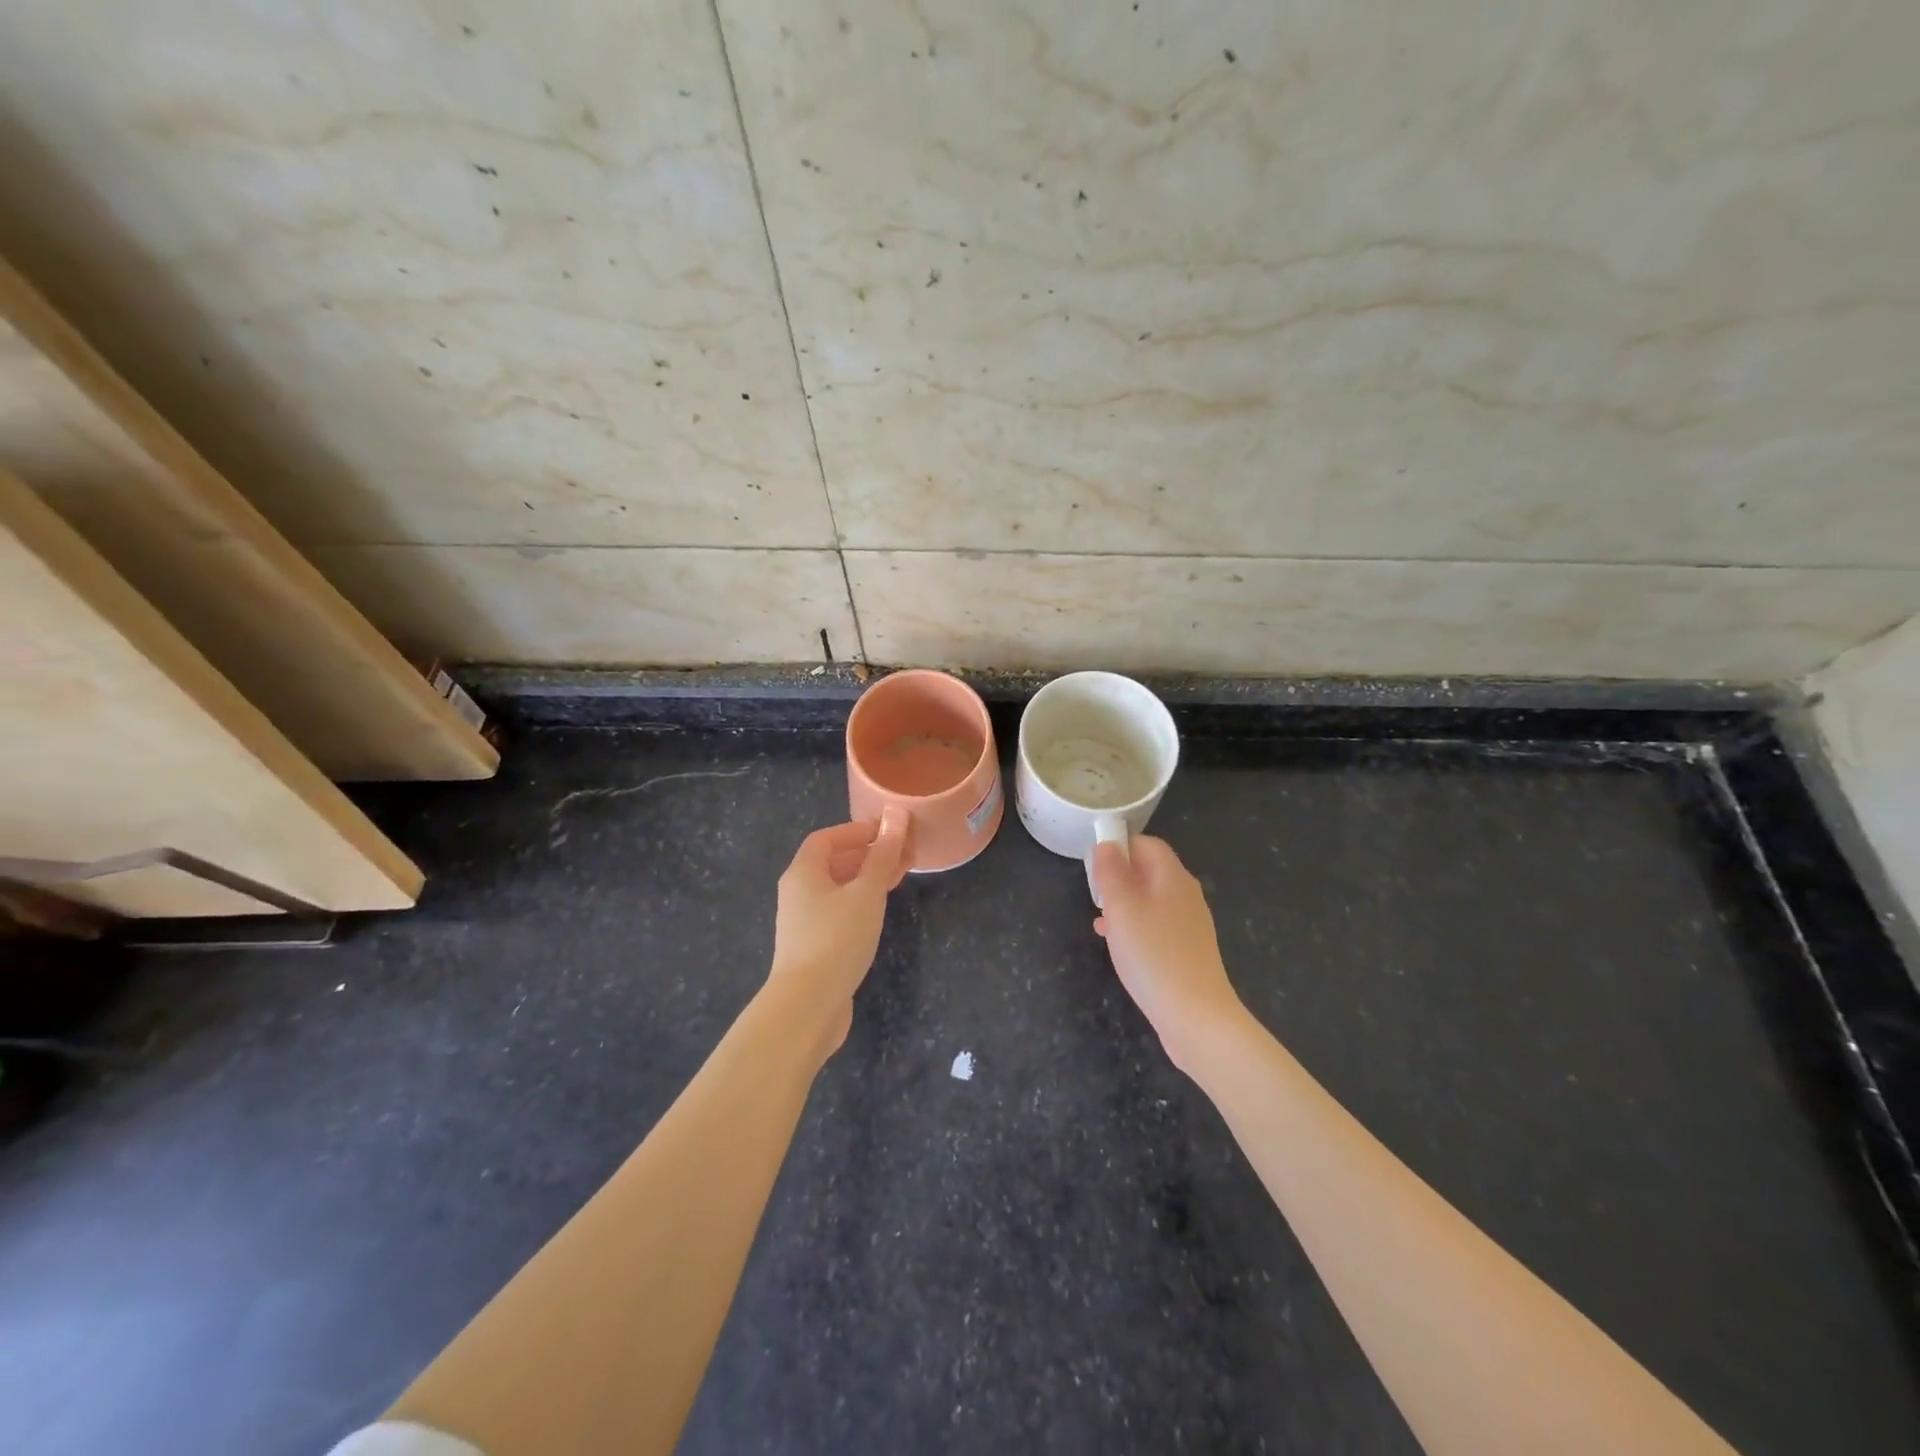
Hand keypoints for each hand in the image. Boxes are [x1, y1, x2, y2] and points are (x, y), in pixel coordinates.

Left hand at [767, 808, 908, 1054]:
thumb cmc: (837, 939)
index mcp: (803, 873)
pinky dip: (860, 903)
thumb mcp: (866, 892)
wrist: (807, 1006)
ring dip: (867, 879)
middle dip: (867, 854)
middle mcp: (798, 893)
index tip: (888, 830)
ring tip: (899, 877)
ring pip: (838, 889)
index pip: (826, 838)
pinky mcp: (813, 947)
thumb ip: (882, 854)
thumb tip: (896, 813)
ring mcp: (803, 922)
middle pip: (832, 863)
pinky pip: (838, 912)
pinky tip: (880, 911)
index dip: (856, 831)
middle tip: (902, 853)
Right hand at [1093, 836, 1246, 1071]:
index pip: (1147, 844)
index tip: (1094, 864)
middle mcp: (1186, 895)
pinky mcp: (1187, 951)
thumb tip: (1107, 843)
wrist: (1196, 1017)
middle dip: (1119, 877)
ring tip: (1100, 921)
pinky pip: (1156, 926)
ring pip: (1150, 900)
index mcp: (1173, 878)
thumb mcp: (1122, 908)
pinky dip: (1134, 928)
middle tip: (1094, 894)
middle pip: (1149, 871)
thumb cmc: (1153, 955)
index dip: (1120, 846)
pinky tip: (1117, 946)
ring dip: (1123, 904)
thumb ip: (1112, 872)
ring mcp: (1189, 925)